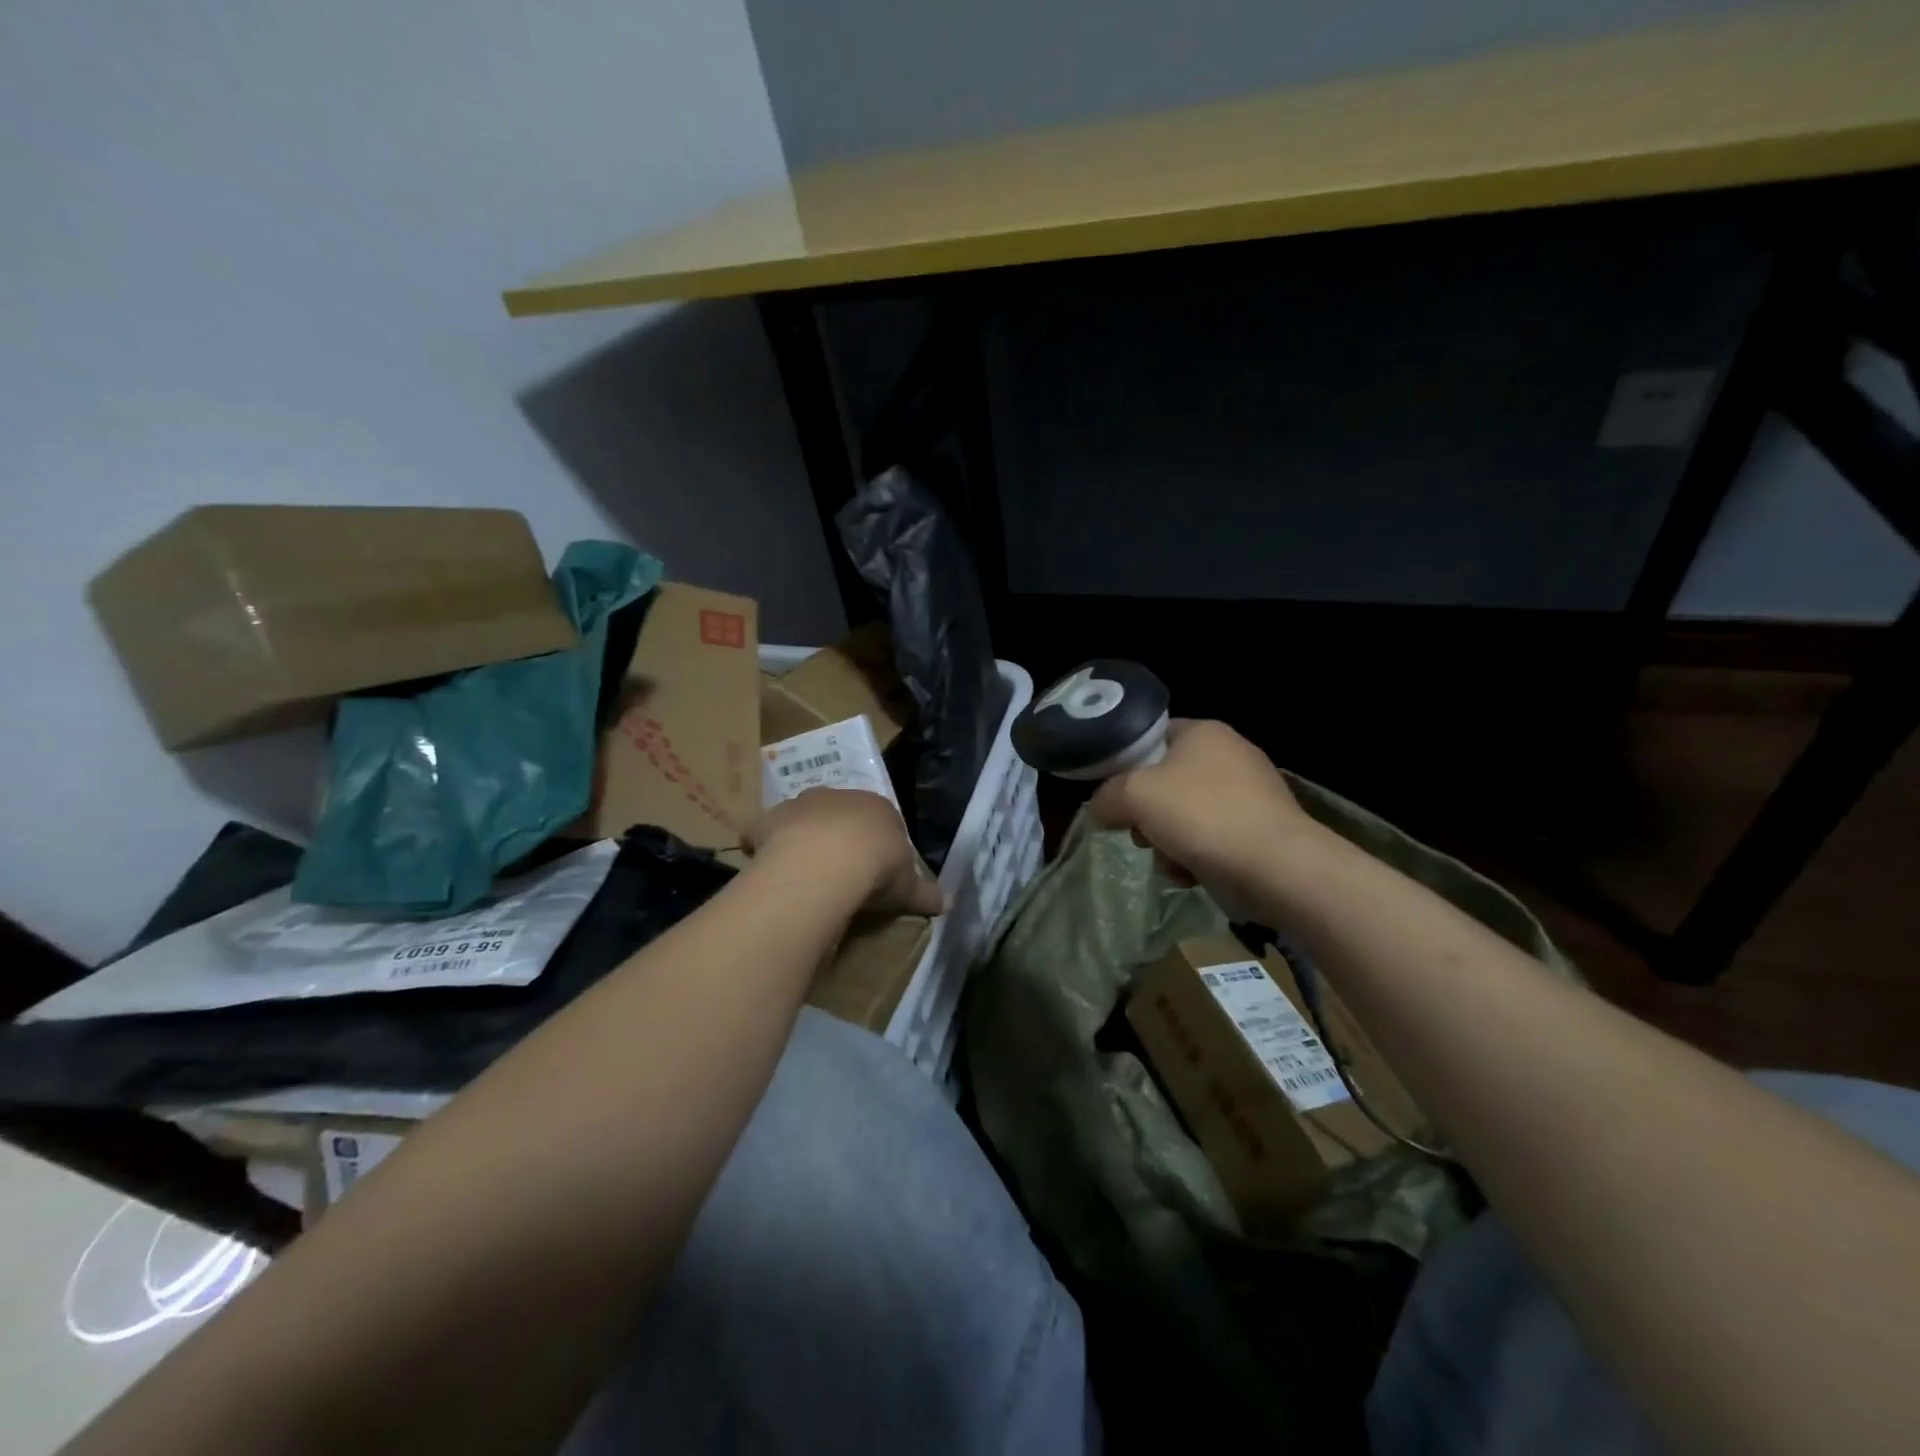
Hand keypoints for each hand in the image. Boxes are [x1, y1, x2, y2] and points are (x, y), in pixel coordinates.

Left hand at [745, 789, 944, 916]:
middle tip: (840, 872)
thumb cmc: (876, 868)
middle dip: (840, 836)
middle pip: (841, 814)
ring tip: (804, 873)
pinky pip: (764, 831)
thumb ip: (925, 893)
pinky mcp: (767, 819)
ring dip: (803, 837)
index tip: (878, 871)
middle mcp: (839, 797)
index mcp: (878, 807)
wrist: (826, 863)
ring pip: (803, 817)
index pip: (884, 820)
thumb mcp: (908, 887)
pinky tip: (769, 868)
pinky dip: (764, 845)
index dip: (880, 845)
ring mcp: (800, 805)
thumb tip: (947, 903)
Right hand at [1087, 720, 1319, 917]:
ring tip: (1171, 863)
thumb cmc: (1202, 815)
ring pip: (1186, 815)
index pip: (1151, 737)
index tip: (1114, 796)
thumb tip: (1100, 808)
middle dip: (1147, 815)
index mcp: (1203, 732)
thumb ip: (1106, 796)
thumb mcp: (1135, 795)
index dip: (1126, 764)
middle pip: (1166, 782)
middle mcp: (1230, 754)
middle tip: (1142, 835)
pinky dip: (1196, 856)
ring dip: (1168, 842)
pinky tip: (1193, 875)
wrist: (1277, 866)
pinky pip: (1212, 838)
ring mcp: (1250, 793)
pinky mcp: (1260, 829)